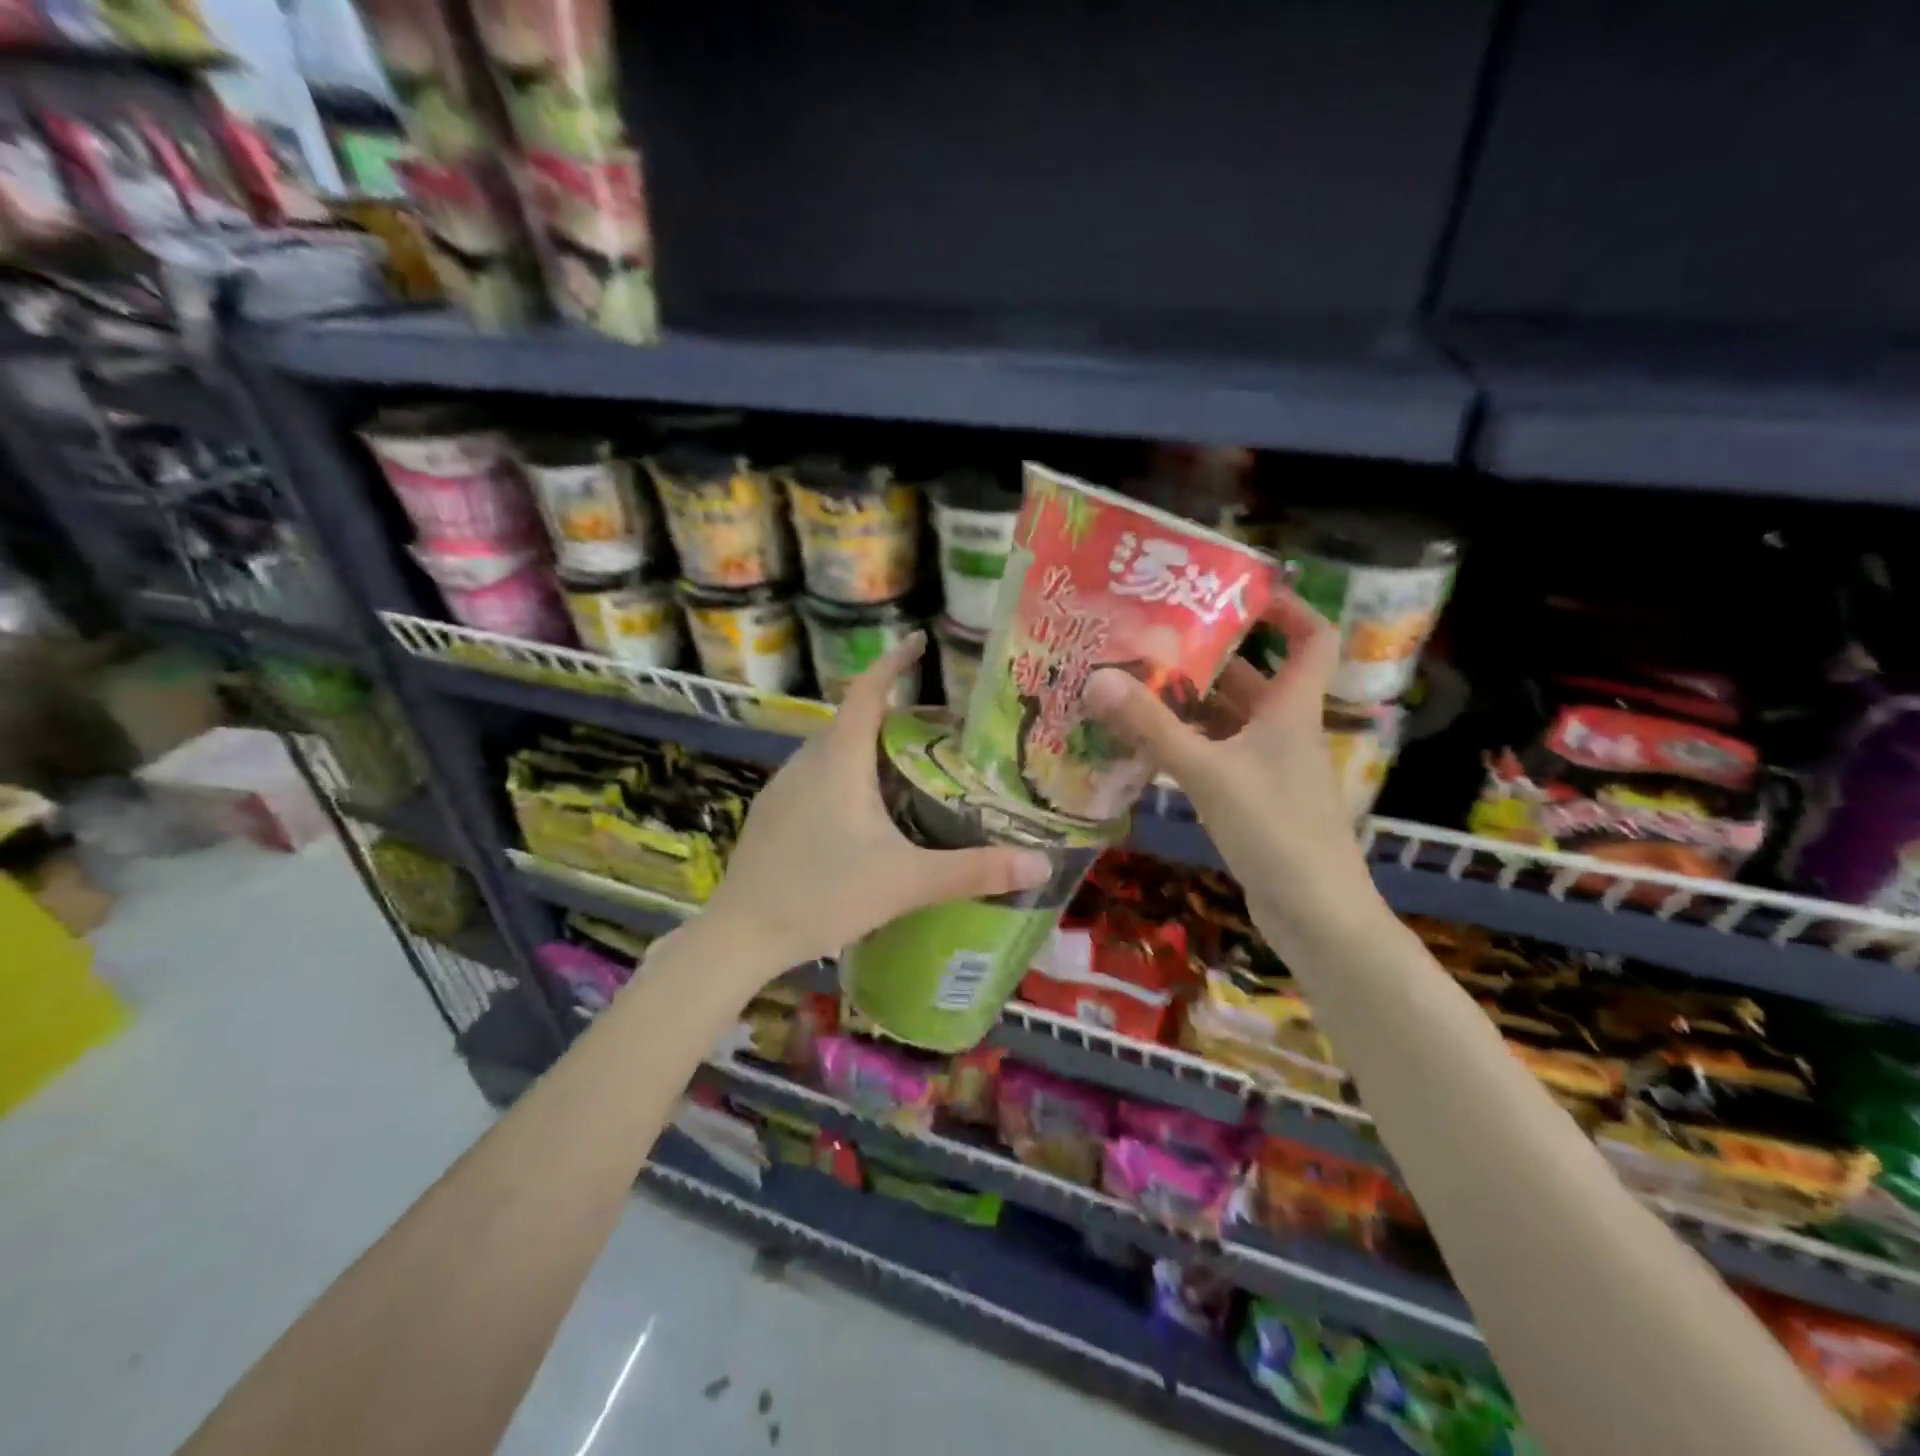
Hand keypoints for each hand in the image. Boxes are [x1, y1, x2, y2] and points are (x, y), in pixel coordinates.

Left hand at [701, 634, 1053, 974]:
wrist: (741, 934)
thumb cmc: (824, 896)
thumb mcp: (906, 882)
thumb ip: (974, 871)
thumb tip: (1041, 865)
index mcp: (839, 760)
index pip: (867, 691)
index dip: (894, 662)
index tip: (919, 643)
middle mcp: (806, 761)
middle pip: (853, 721)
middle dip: (893, 716)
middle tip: (938, 732)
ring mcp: (782, 788)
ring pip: (832, 751)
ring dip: (868, 749)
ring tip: (908, 770)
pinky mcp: (771, 815)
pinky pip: (815, 778)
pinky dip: (845, 776)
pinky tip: (863, 816)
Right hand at [1081, 591, 1379, 942]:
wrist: (1316, 914)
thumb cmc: (1276, 831)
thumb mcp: (1209, 773)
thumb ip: (1153, 728)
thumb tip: (1098, 679)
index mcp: (1291, 710)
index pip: (1311, 638)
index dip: (1286, 608)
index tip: (1236, 591)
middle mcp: (1284, 730)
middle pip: (1252, 677)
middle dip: (1206, 657)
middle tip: (1150, 641)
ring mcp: (1269, 767)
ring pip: (1228, 720)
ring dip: (1188, 704)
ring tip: (1133, 686)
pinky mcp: (1253, 799)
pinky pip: (1217, 755)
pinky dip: (1186, 744)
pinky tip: (1145, 746)